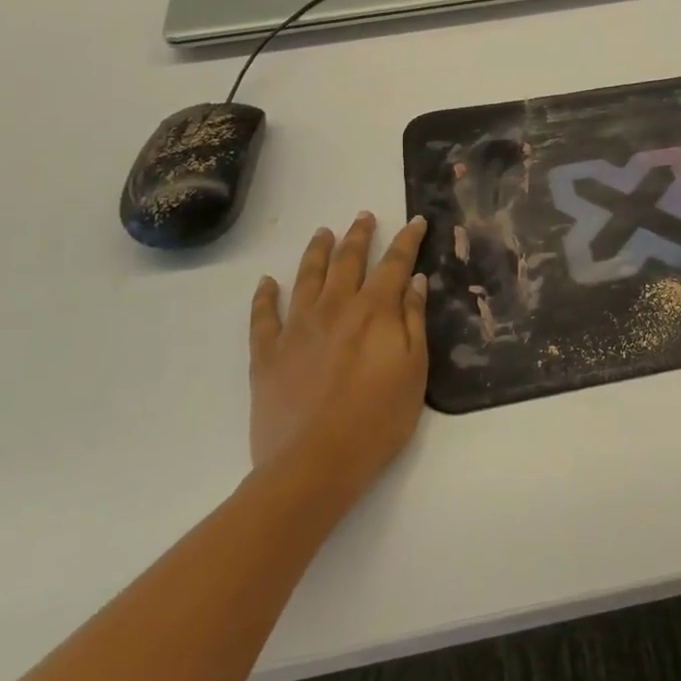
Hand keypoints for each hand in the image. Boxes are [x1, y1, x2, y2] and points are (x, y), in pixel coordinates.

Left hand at [247, 213, 429, 500]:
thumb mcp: (413, 370)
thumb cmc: (378, 419)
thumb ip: (413, 320)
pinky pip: (263, 315)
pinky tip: (267, 282)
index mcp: (374, 311)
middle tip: (364, 216)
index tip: (417, 221)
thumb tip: (415, 280)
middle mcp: (334, 308)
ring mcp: (296, 328)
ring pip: (306, 277)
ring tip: (323, 233)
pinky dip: (265, 295)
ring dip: (316, 252)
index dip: (407, 240)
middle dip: (359, 235)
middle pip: (348, 261)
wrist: (314, 464)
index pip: (394, 264)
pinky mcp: (267, 353)